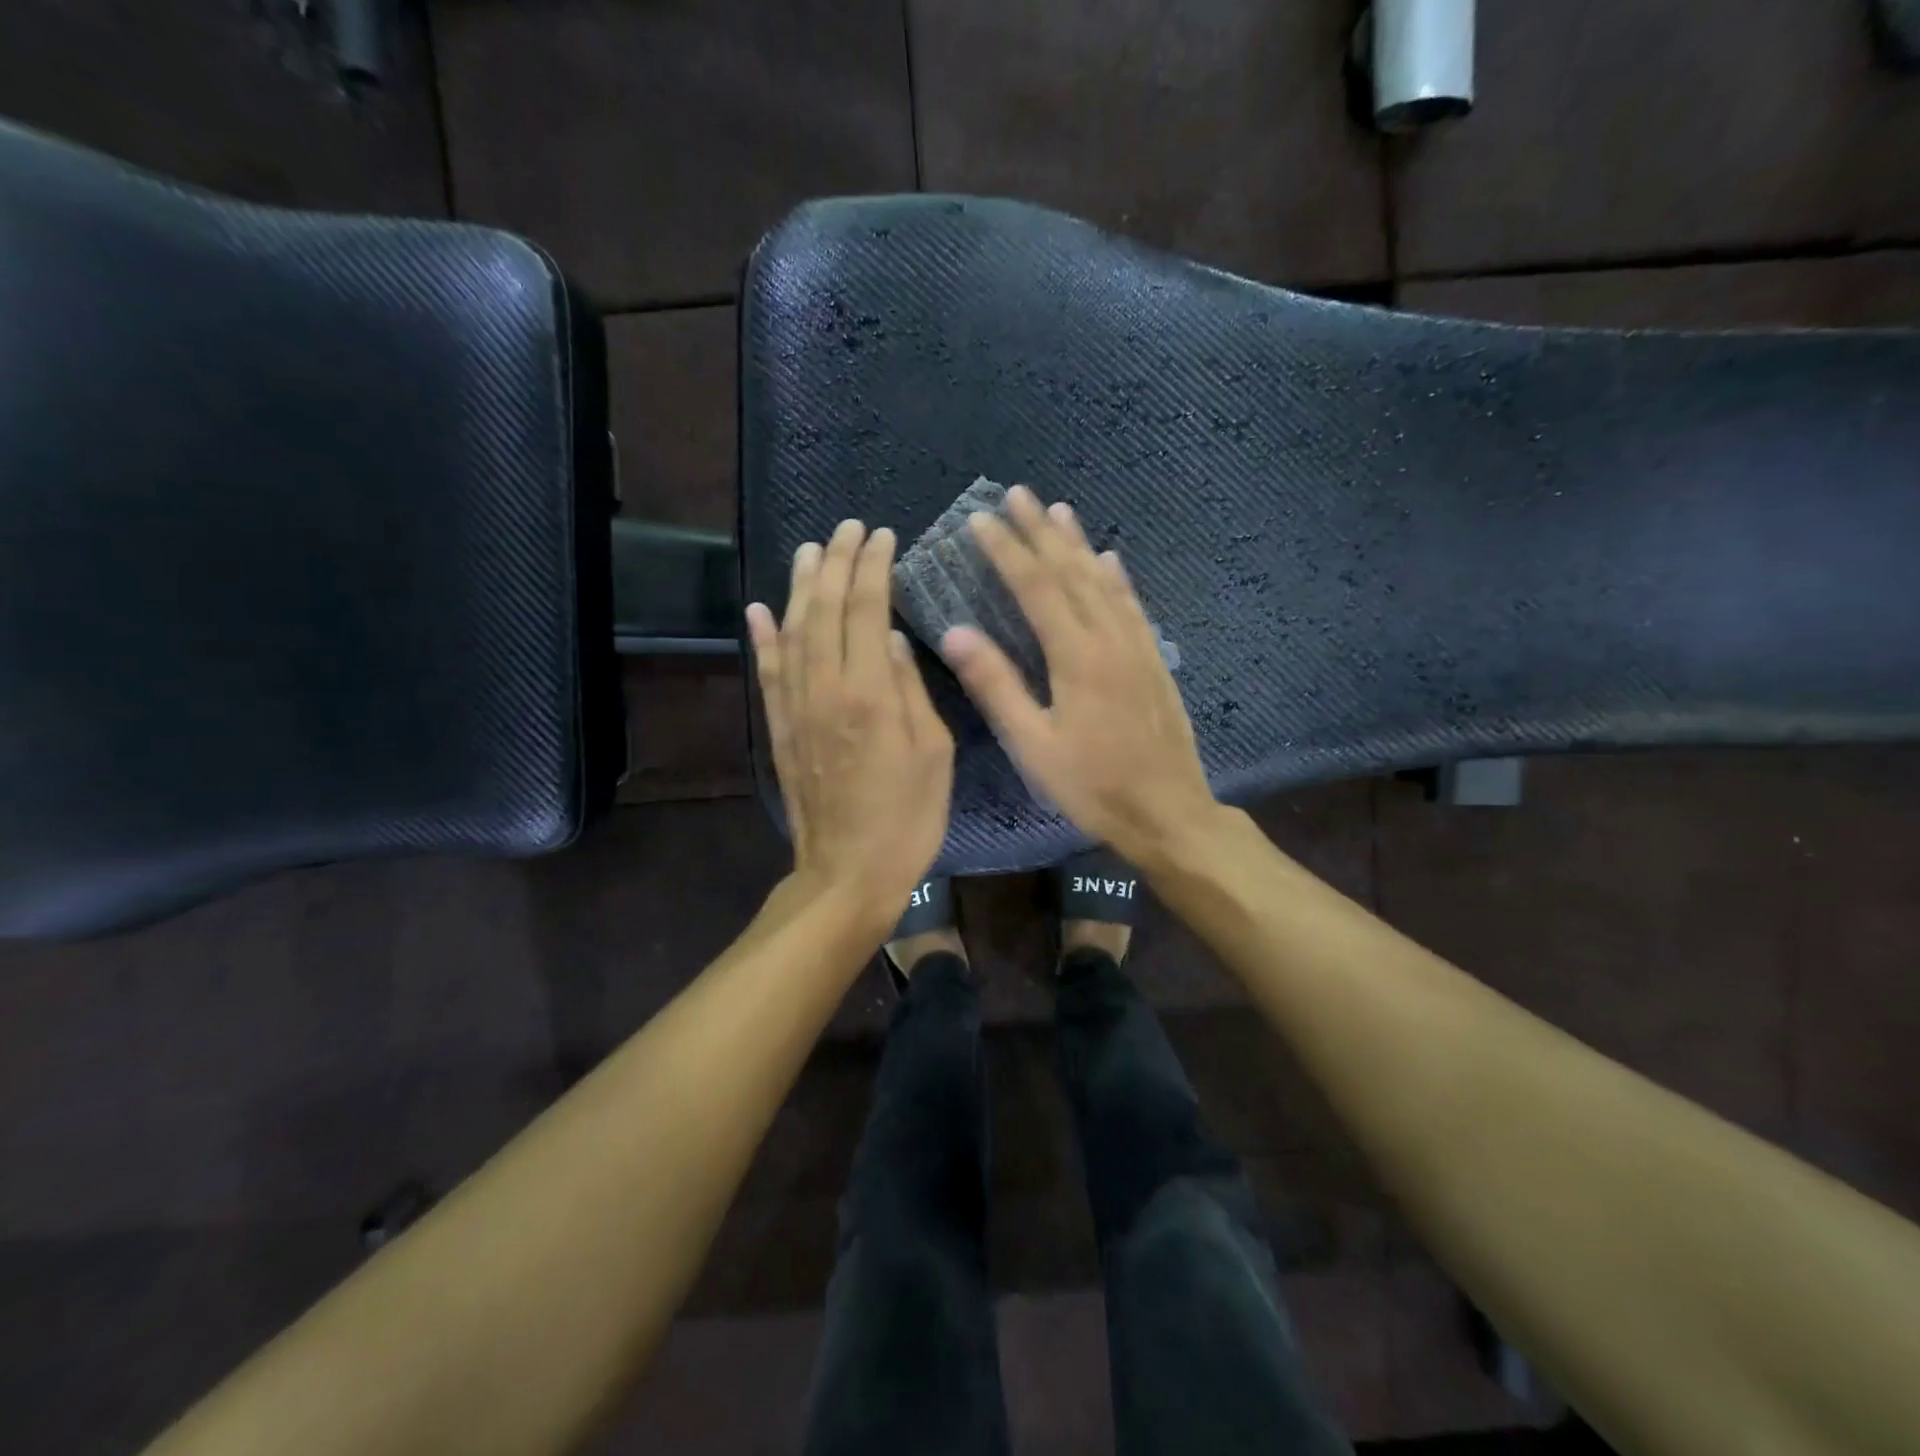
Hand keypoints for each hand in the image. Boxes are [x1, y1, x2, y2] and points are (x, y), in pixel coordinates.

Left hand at [746, 521, 954, 914]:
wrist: (848, 872)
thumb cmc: (908, 817)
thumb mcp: (934, 753)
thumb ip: (910, 688)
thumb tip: (888, 638)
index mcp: (869, 694)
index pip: (866, 611)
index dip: (873, 568)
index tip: (882, 537)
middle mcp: (825, 690)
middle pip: (824, 610)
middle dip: (836, 563)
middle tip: (848, 528)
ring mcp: (796, 709)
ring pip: (792, 633)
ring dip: (799, 587)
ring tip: (810, 550)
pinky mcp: (781, 730)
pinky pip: (767, 674)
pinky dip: (762, 638)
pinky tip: (759, 609)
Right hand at [938, 485, 1217, 864]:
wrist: (1168, 811)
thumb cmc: (1092, 785)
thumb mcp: (1033, 745)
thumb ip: (996, 686)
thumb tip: (956, 632)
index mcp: (1077, 656)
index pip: (1036, 587)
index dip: (1006, 550)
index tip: (980, 519)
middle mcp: (1110, 638)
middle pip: (1071, 572)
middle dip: (1040, 531)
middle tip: (1017, 494)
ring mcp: (1138, 646)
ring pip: (1104, 581)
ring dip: (1078, 543)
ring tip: (1058, 510)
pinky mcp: (1154, 660)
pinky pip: (1132, 605)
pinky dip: (1117, 577)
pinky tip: (1109, 560)